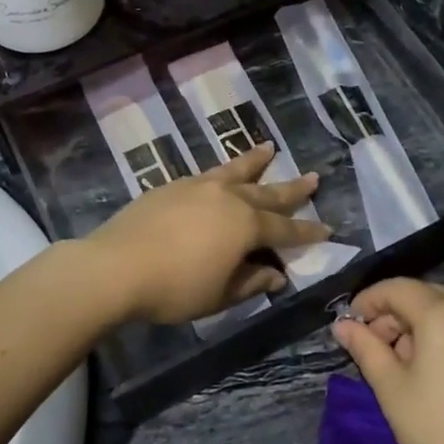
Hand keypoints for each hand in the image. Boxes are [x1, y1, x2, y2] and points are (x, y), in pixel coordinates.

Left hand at [85, 144, 331, 324]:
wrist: (115, 267)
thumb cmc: (174, 288)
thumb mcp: (219, 295)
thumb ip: (251, 281)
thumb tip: (276, 274)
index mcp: (245, 226)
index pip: (285, 229)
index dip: (307, 231)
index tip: (328, 228)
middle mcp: (227, 198)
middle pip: (267, 192)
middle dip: (292, 188)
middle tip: (313, 178)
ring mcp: (198, 186)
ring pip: (235, 170)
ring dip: (255, 161)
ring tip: (270, 148)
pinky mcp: (171, 186)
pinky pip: (207, 174)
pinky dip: (222, 172)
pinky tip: (220, 175)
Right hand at [333, 278, 443, 443]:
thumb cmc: (436, 428)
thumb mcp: (390, 387)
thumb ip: (364, 347)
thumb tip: (343, 325)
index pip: (397, 288)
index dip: (368, 301)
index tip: (350, 325)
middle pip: (424, 295)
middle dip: (393, 314)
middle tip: (373, 346)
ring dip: (418, 325)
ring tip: (401, 363)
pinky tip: (433, 371)